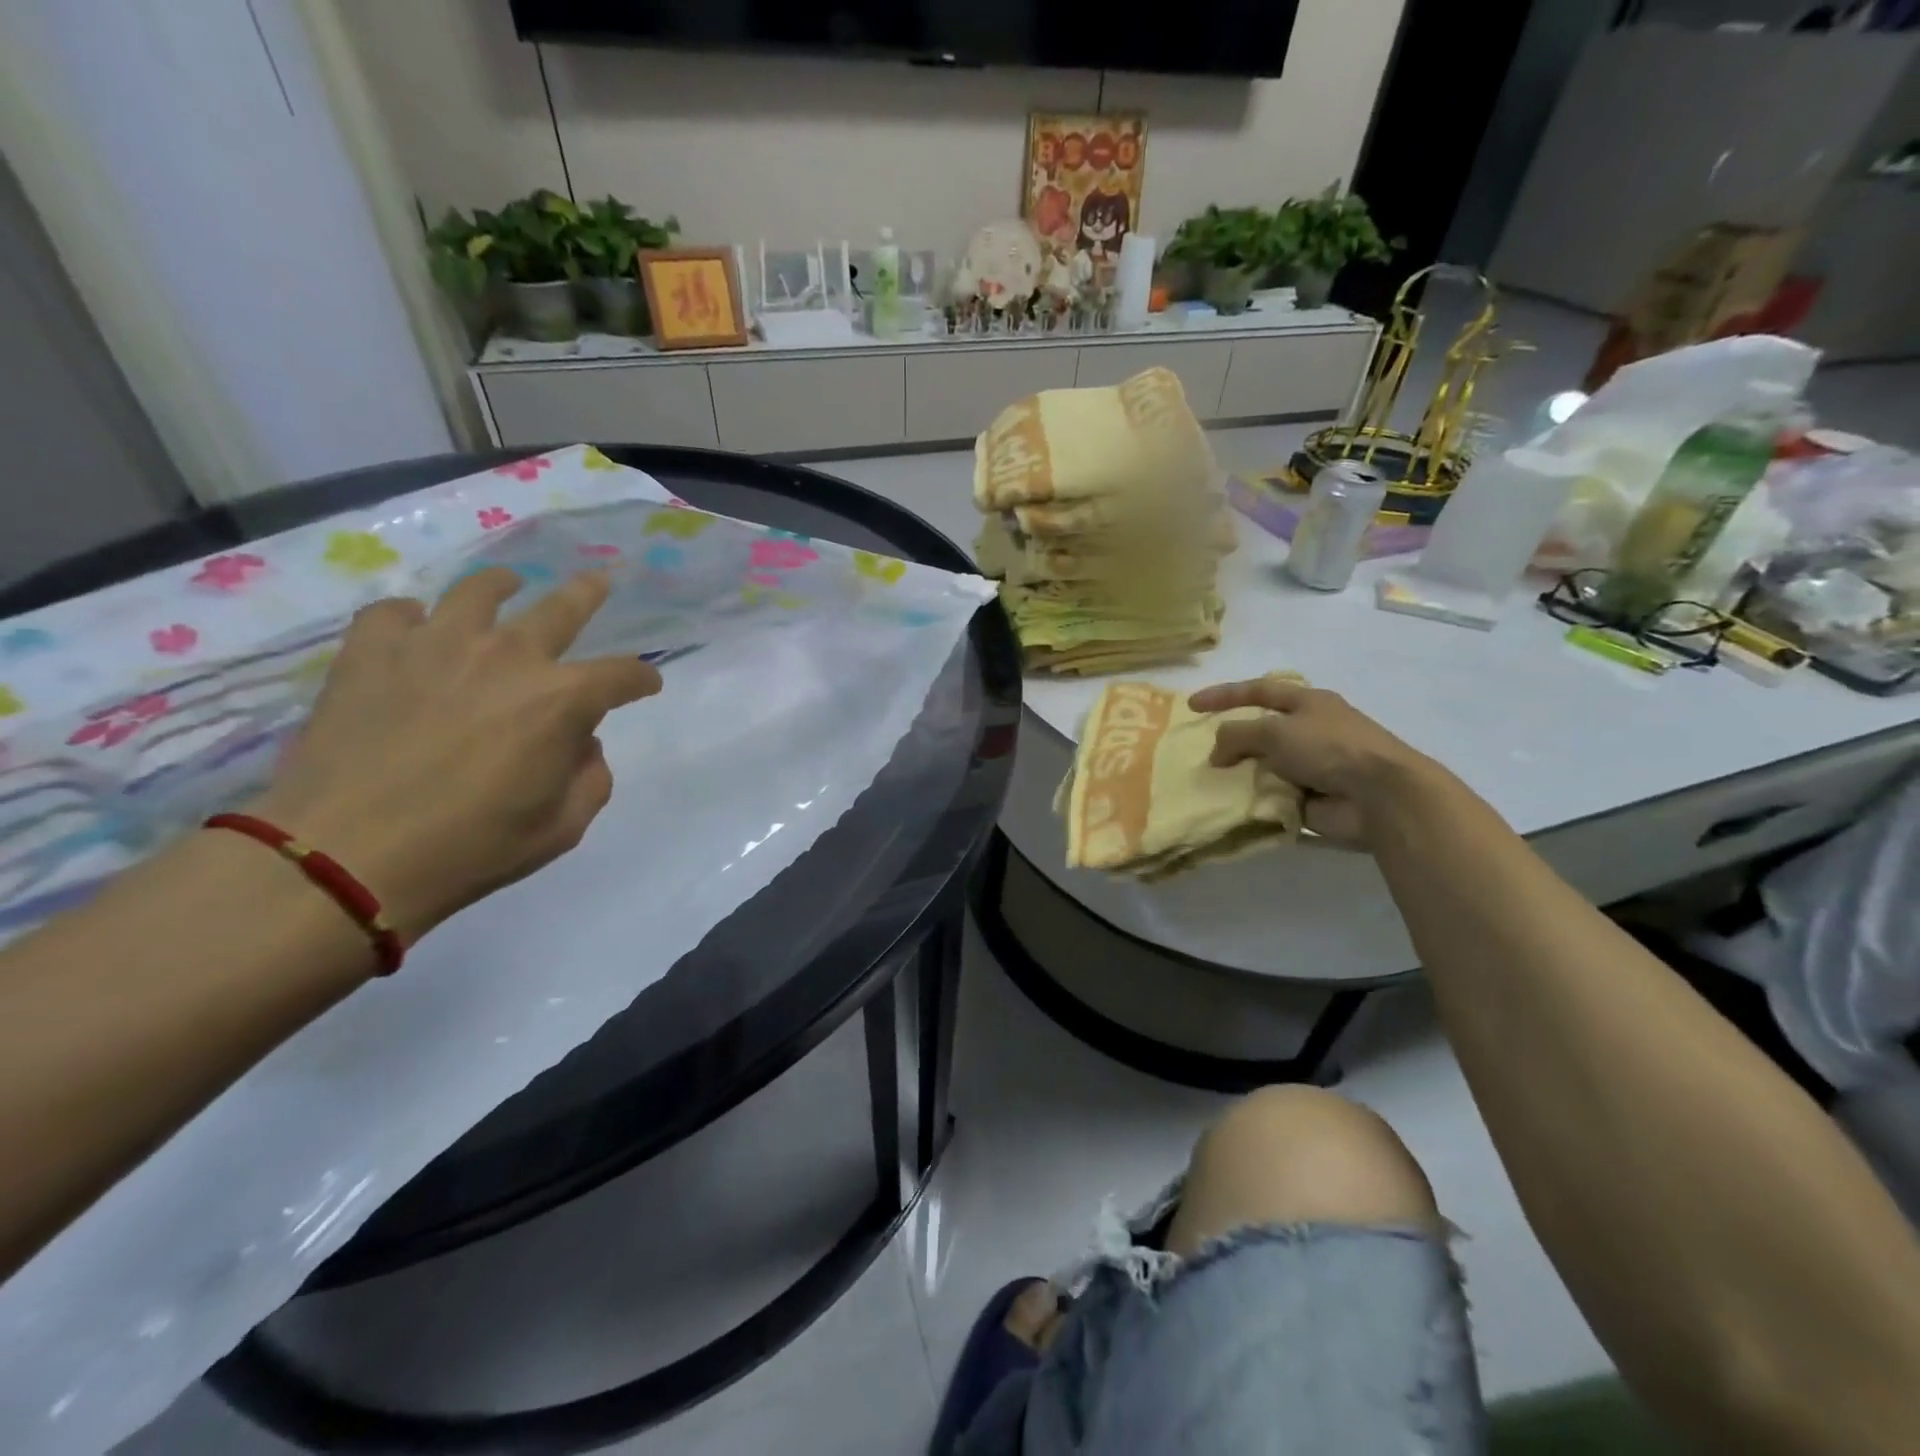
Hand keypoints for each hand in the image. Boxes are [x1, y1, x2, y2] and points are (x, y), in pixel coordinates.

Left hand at [249, 568, 661, 944]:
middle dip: (588, 593)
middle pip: (562, 608)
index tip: (646, 685)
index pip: (623, 674)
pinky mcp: (371, 651)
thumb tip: (580, 742)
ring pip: (478, 591)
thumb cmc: (471, 847)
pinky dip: (412, 618)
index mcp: (563, 700)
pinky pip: (395, 612)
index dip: (642, 678)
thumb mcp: (562, 827)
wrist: (346, 856)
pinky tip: (415, 630)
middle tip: (598, 581)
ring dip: (501, 586)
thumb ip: (590, 777)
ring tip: (506, 585)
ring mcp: (436, 645)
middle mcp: (509, 656)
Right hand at [1188, 677, 1443, 847]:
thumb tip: (1217, 754)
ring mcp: (1312, 766)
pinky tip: (1233, 807)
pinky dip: (1255, 801)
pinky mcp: (1311, 799)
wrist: (1379, 797)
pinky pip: (1272, 796)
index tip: (1192, 706)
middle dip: (1233, 741)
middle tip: (1203, 754)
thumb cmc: (1328, 748)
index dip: (1224, 695)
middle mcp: (1310, 731)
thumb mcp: (1274, 731)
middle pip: (1261, 731)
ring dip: (1242, 774)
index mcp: (1308, 703)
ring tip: (1212, 783)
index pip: (1258, 690)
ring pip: (1264, 765)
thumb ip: (1236, 735)